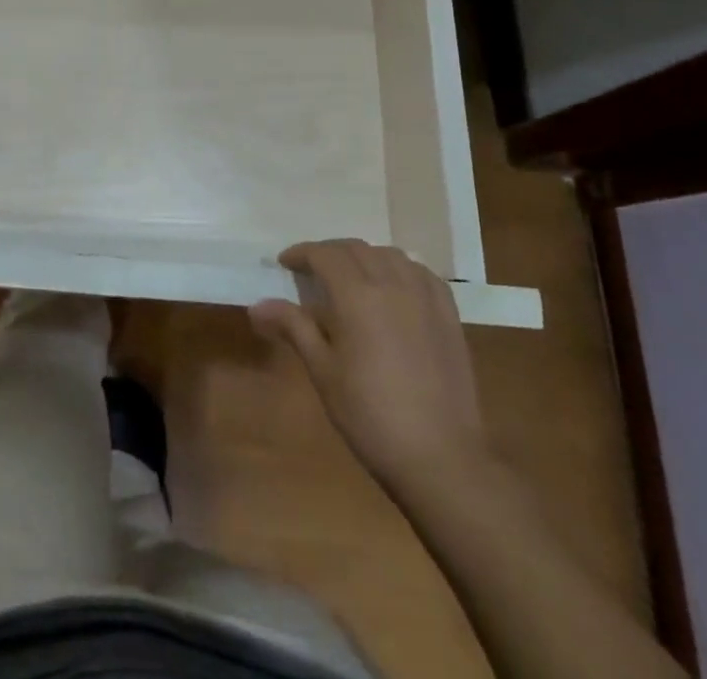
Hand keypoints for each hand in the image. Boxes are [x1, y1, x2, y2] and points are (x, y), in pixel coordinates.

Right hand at [250, 240, 486, 493]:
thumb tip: (257, 306)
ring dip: (364, 257)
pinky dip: (400, 270)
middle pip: (355, 249)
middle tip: (312, 272)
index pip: (324, 254)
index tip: (285, 264)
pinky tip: (395, 289)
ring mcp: (425, 297)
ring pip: (389, 255)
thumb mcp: (323, 371)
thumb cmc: (370, 415)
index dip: (301, 253)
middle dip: (329, 253)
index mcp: (357, 295)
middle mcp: (392, 283)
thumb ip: (293, 327)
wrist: (441, 457)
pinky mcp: (449, 315)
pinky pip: (421, 274)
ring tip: (352, 278)